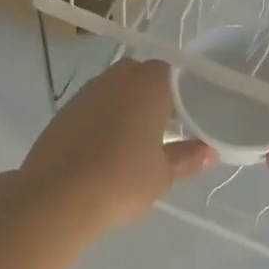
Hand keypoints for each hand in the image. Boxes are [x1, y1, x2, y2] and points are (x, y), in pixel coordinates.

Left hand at [16, 59, 214, 232]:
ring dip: (125, 106)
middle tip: (163, 126)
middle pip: (139, 75)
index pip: (170, 72)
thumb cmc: (122, 180)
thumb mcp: (163, 174)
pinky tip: (105, 148)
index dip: (179, 91)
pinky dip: (102, 119)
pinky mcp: (63, 112)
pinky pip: (92, 106)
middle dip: (151, 95)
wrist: (57, 196)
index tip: (186, 115)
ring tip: (134, 139)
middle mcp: (116, 79)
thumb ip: (187, 158)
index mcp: (148, 85)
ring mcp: (86, 93)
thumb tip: (210, 153)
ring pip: (113, 90)